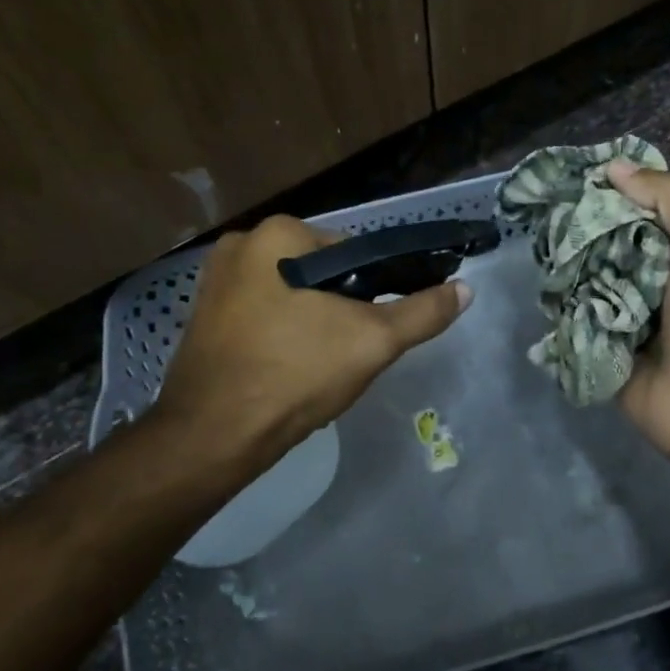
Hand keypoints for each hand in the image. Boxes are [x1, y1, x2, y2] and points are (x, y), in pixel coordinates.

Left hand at [153, 215, 471, 464]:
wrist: (213, 436)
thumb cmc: (295, 375)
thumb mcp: (372, 341)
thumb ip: (423, 312)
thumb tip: (466, 289)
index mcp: (277, 234)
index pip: (354, 251)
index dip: (376, 290)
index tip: (377, 329)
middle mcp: (240, 245)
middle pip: (321, 274)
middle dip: (341, 310)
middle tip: (349, 354)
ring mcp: (214, 282)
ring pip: (292, 297)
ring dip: (314, 325)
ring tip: (320, 368)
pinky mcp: (203, 317)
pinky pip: (263, 317)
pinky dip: (283, 336)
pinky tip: (288, 370)